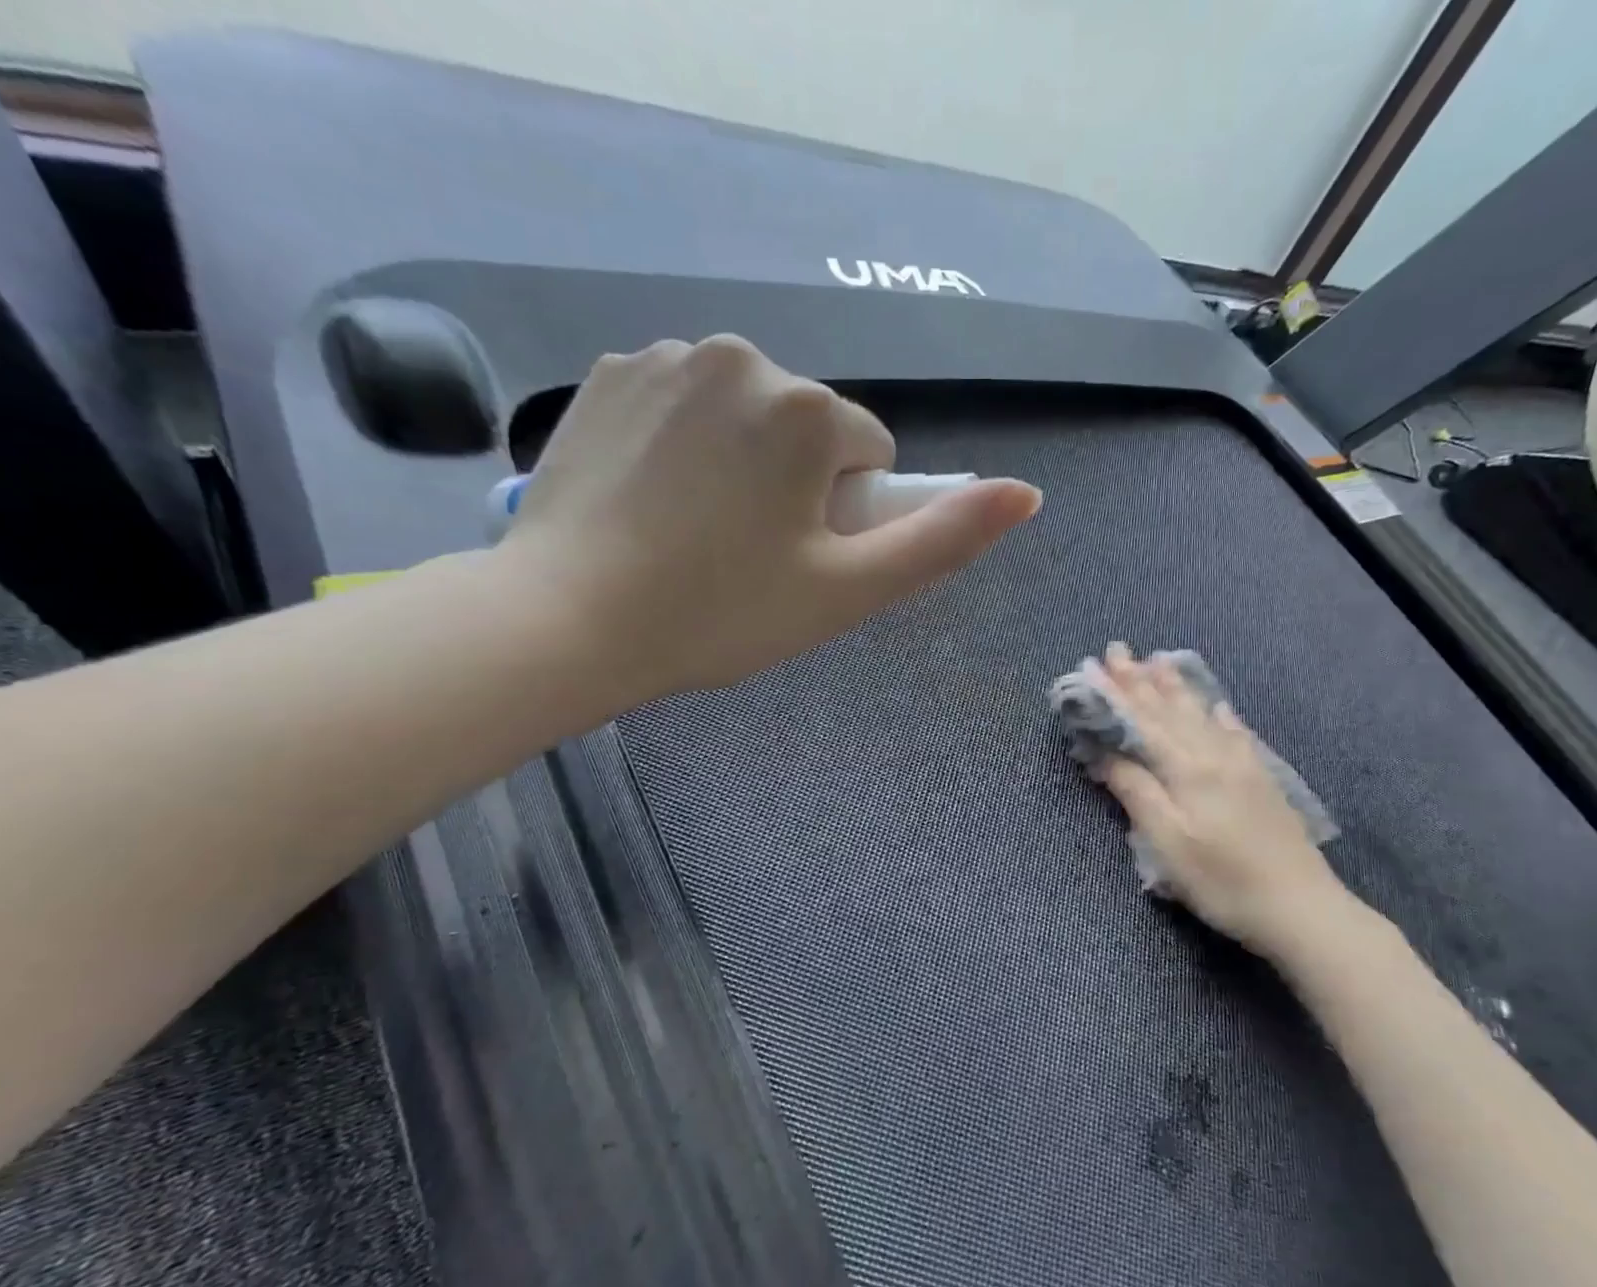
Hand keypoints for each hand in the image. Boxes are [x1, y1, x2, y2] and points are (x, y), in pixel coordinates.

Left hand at [494, 335, 1040, 703]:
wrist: (568, 620)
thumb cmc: (723, 613)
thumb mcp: (849, 591)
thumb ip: (943, 540)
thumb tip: (1028, 494)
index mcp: (809, 407)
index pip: (870, 457)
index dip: (847, 517)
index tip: (799, 561)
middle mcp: (742, 356)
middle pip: (809, 429)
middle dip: (798, 485)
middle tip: (748, 555)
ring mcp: (666, 357)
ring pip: (747, 416)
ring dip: (743, 463)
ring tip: (698, 533)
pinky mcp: (608, 373)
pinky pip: (685, 405)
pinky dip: (686, 445)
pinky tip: (653, 501)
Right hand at [1096, 643, 1352, 953]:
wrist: (1301, 907)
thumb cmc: (1222, 881)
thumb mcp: (1167, 844)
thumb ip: (1137, 792)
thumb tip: (1106, 753)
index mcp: (1187, 769)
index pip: (1141, 722)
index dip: (1114, 695)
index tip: (1092, 666)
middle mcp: (1214, 755)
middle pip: (1170, 711)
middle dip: (1139, 680)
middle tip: (1117, 650)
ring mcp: (1242, 765)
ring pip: (1201, 715)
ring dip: (1176, 688)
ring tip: (1158, 661)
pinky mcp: (1261, 780)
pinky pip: (1235, 733)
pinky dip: (1220, 715)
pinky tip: (1219, 706)